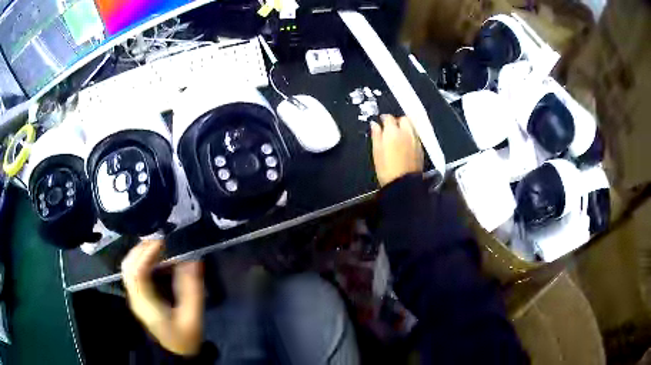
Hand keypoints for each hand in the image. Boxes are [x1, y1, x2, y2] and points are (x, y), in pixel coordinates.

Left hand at [122, 240, 203, 355]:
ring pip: (128, 266)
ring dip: (141, 253)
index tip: (163, 242)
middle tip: (162, 241)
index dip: (146, 254)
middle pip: (128, 266)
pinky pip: (134, 271)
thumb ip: (192, 288)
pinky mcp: (138, 295)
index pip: (137, 273)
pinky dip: (142, 260)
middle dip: (142, 248)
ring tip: (159, 246)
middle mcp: (135, 297)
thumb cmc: (185, 337)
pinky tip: (156, 259)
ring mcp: (135, 296)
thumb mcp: (193, 316)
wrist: (176, 352)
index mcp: (146, 304)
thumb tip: (191, 259)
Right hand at [371, 115, 423, 186]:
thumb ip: (376, 135)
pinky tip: (406, 144)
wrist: (403, 184)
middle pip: (404, 119)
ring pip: (411, 127)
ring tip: (399, 135)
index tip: (381, 121)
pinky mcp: (421, 148)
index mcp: (393, 132)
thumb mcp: (376, 151)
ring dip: (405, 127)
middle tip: (391, 128)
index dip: (384, 118)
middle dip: (397, 121)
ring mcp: (415, 140)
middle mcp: (406, 132)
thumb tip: (374, 124)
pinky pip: (416, 136)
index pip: (389, 118)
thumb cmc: (386, 169)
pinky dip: (410, 136)